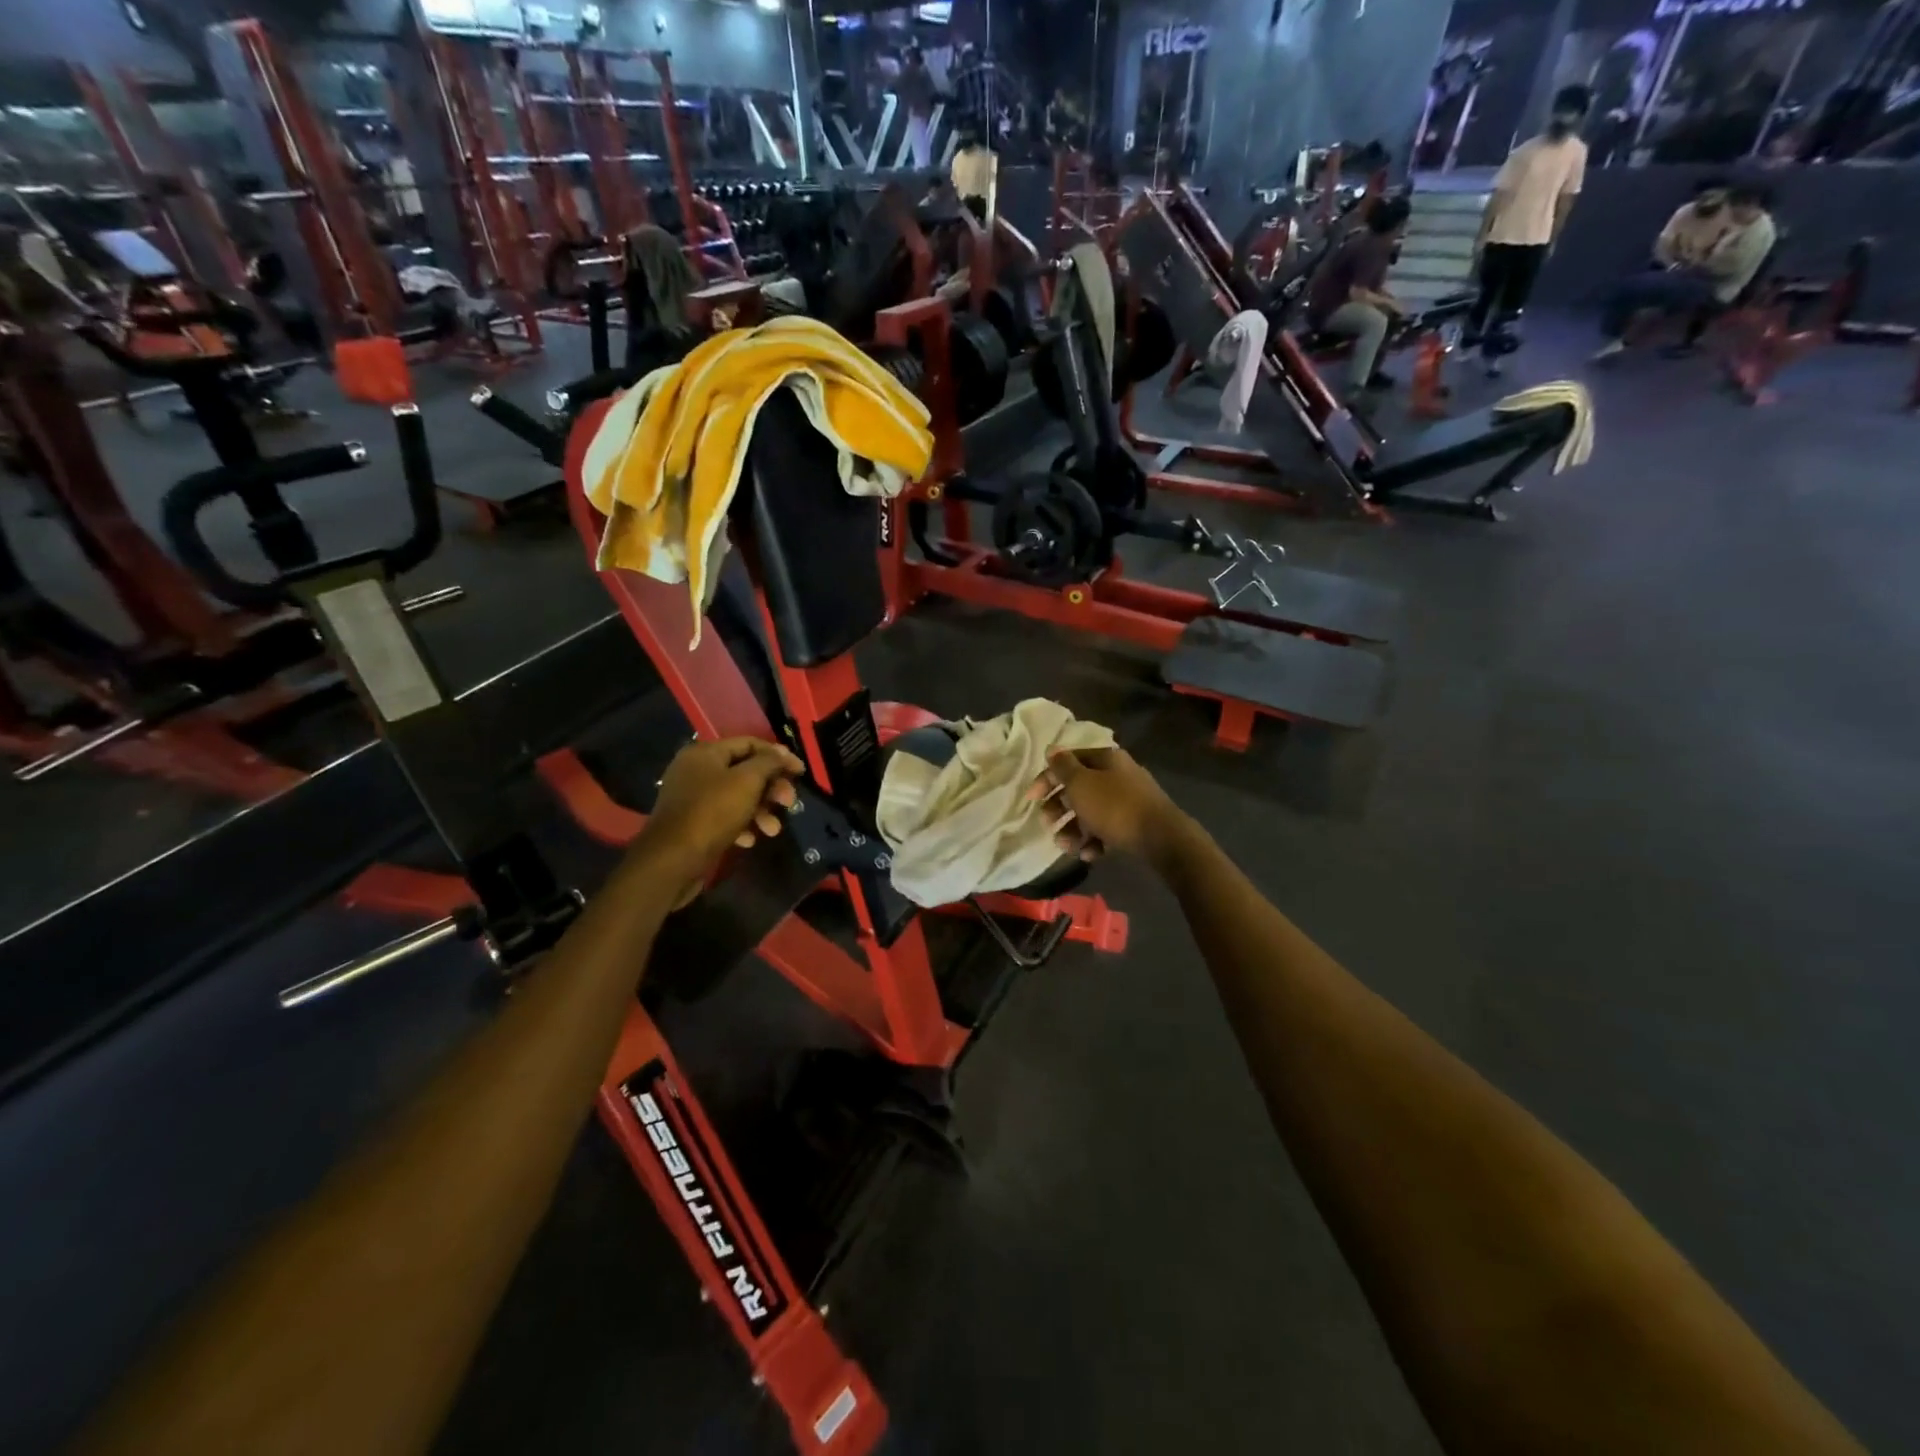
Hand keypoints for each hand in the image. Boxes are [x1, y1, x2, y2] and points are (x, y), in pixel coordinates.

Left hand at [639, 737, 805, 905]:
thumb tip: (783, 753)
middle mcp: (696, 770)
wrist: (672, 860)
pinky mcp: (692, 822)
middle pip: (745, 771)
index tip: (801, 772)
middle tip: (789, 803)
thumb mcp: (747, 782)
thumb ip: (768, 763)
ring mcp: (692, 797)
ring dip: (760, 811)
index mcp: (705, 753)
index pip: (750, 743)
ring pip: (737, 796)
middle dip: (771, 788)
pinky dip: (741, 825)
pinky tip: (750, 840)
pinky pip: (724, 816)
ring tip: (773, 830)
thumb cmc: (712, 813)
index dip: (778, 756)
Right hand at [1026, 746, 1191, 863]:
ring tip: (1066, 846)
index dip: (1046, 778)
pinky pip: (1107, 830)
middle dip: (1059, 807)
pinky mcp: (1135, 825)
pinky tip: (1089, 854)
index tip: (1031, 799)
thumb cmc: (1115, 806)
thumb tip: (1052, 750)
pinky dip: (1094, 841)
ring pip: (1091, 812)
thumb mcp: (1081, 784)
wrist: (1162, 838)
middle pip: (1079, 788)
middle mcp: (1117, 775)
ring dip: (1073, 829)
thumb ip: (1063, 767)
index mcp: (1106, 759)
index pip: (1068, 761)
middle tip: (1047, 823)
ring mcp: (1128, 801)